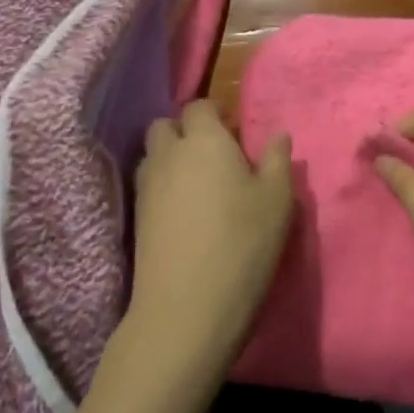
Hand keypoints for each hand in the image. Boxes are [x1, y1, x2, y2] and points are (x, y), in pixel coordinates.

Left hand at [128, 100, 293, 371]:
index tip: (236, 133)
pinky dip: (164, 186)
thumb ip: (278, 160)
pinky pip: (148, 184)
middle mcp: (168, 154)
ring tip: (201, 184)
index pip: (200, 107)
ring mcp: (146, 186)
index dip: (216, 115)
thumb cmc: (243, 243)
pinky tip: (186, 210)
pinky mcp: (136, 217)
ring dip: (172, 158)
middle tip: (216, 156)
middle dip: (186, 131)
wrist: (188, 305)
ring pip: (153, 155)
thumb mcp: (277, 200)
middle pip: (166, 126)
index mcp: (205, 141)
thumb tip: (278, 134)